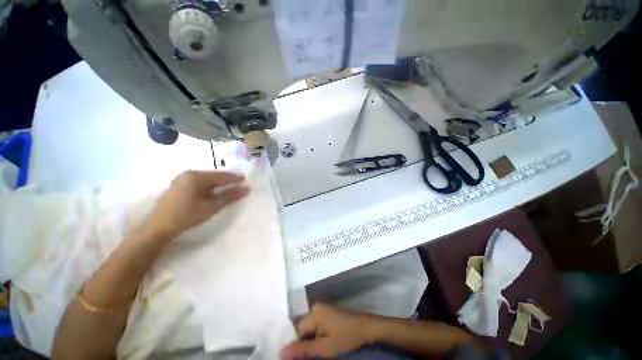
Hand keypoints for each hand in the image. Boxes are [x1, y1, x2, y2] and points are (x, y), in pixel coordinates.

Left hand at [145, 170, 249, 238]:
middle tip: (240, 184)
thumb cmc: (186, 216)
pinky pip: (199, 184)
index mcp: (196, 177)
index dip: (234, 178)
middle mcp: (188, 174)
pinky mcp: (179, 187)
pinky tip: (215, 193)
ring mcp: (182, 180)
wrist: (157, 229)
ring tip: (230, 188)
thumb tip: (246, 189)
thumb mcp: (211, 207)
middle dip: (227, 181)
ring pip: (206, 180)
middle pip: (213, 176)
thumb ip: (229, 197)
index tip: (246, 179)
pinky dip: (209, 188)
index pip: (220, 176)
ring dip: (218, 185)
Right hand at [281, 304, 379, 358]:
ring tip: (314, 352)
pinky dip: (315, 337)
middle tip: (306, 356)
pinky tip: (318, 346)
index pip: (296, 330)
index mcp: (314, 313)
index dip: (294, 345)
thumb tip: (281, 351)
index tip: (292, 358)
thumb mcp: (326, 348)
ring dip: (308, 341)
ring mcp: (322, 310)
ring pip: (309, 328)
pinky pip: (316, 326)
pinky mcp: (328, 314)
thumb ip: (304, 350)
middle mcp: (316, 308)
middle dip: (302, 344)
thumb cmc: (347, 337)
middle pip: (302, 328)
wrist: (367, 328)